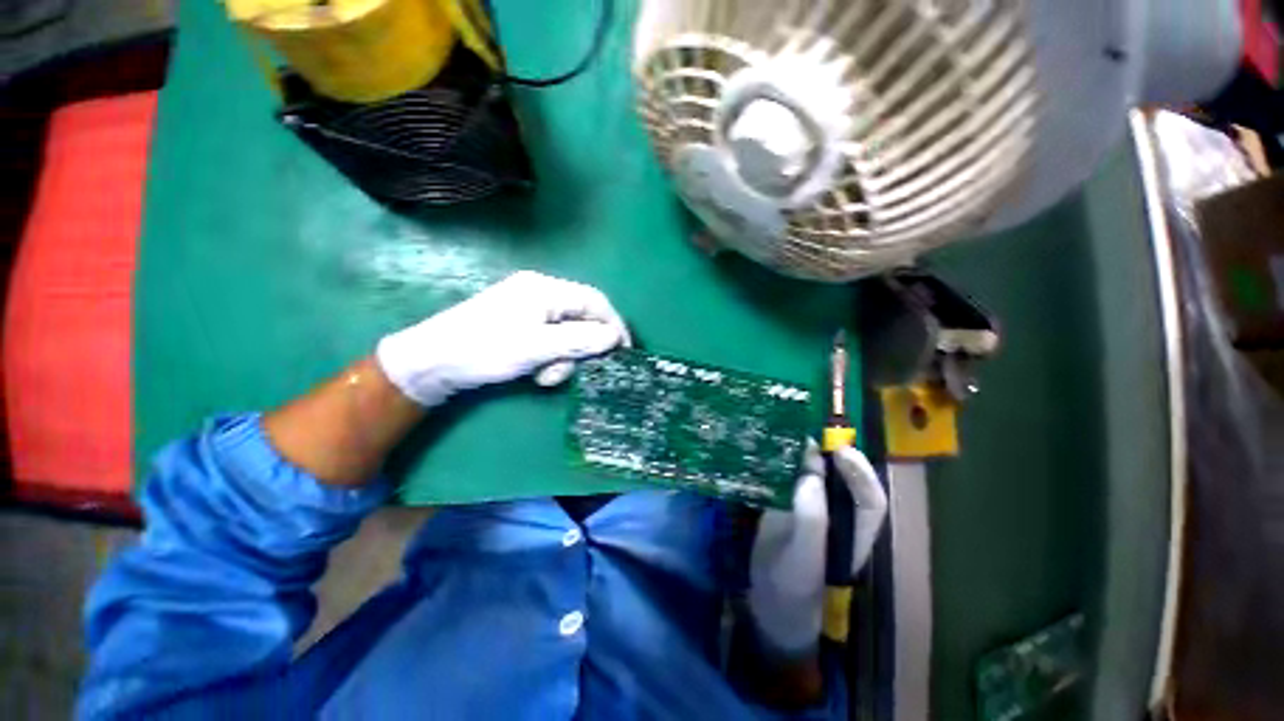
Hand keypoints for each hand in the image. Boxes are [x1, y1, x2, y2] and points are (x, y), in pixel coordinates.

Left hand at [376, 271, 630, 406]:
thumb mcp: (536, 347)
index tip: (624, 352)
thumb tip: (615, 337)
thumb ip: (579, 340)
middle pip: (581, 319)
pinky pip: (551, 340)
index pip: (594, 302)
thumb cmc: (484, 349)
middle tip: (569, 371)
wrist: (432, 363)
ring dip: (564, 358)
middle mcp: (541, 294)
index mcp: (545, 289)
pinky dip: (550, 359)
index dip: (613, 325)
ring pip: (568, 334)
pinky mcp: (522, 326)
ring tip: (544, 376)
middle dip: (580, 349)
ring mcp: (530, 310)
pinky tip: (535, 372)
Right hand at [747, 440, 887, 658]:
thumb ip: (811, 521)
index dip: (860, 472)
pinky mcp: (788, 502)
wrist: (766, 599)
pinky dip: (784, 461)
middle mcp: (838, 514)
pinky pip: (791, 477)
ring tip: (789, 435)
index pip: (870, 498)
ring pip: (816, 473)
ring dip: (805, 453)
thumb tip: (811, 476)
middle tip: (807, 434)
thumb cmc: (791, 587)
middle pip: (844, 478)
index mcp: (854, 532)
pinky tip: (770, 451)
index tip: (838, 452)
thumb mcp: (803, 559)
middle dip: (830, 453)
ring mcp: (812, 506)